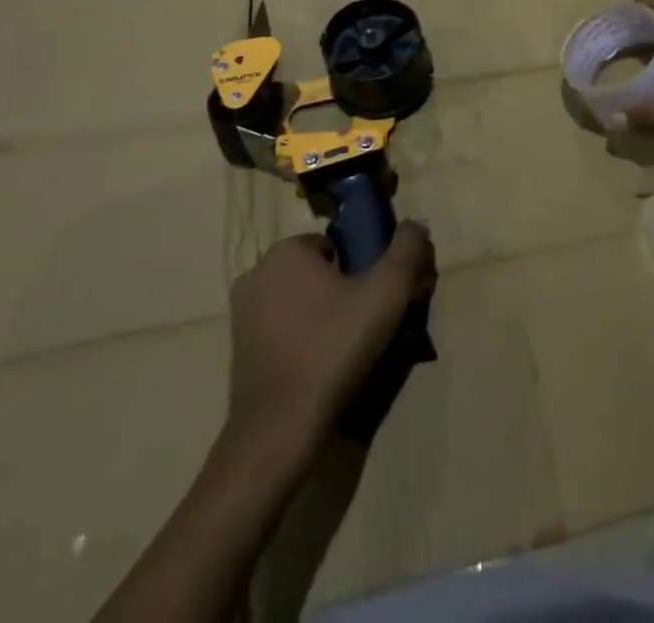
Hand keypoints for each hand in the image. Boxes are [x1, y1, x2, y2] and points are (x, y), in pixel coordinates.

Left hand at [227, 224, 436, 445]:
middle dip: (345, 290)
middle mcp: (257, 274)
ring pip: (299, 302)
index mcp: (287, 251)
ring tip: (352, 349)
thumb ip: (407, 249)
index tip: (380, 297)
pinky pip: (283, 331)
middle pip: (317, 272)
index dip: (363, 267)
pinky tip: (324, 367)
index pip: (336, 245)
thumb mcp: (387, 291)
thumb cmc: (333, 346)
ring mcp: (241, 315)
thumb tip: (416, 224)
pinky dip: (303, 340)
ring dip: (325, 316)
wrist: (278, 429)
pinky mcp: (237, 352)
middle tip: (372, 323)